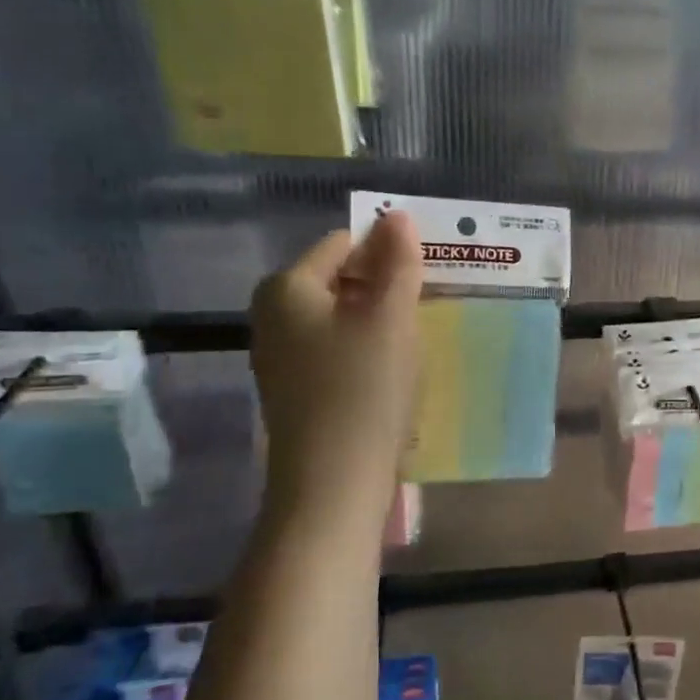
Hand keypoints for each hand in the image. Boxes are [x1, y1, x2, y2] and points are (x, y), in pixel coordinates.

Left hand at [250, 214, 422, 518]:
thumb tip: (398, 216)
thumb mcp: (391, 318)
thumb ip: (398, 263)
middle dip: (384, 286)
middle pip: (340, 280)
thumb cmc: (363, 389)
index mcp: (287, 288)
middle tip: (427, 306)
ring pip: (341, 318)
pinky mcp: (296, 390)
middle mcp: (273, 315)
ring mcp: (281, 356)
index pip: (343, 244)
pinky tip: (393, 373)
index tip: (426, 274)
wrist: (333, 483)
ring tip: (416, 339)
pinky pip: (337, 350)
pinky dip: (366, 351)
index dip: (388, 250)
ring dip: (380, 321)